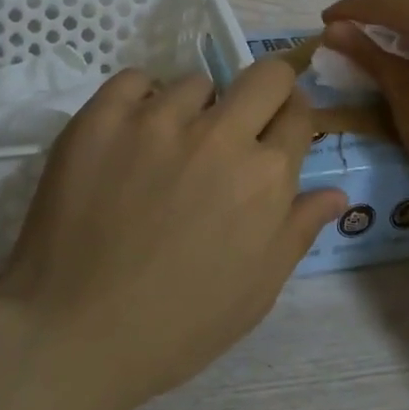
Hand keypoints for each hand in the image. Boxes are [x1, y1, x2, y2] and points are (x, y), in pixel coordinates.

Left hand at [0, 57, 346, 409]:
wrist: (72, 334)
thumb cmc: (176, 325)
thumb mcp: (256, 290)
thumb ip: (298, 230)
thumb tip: (336, 192)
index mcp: (266, 177)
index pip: (299, 115)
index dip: (292, 120)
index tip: (278, 131)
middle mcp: (220, 136)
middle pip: (265, 75)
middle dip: (266, 90)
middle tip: (240, 121)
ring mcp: (158, 119)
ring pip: (196, 82)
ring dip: (194, 109)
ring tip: (168, 148)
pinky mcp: (103, 116)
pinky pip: (136, 79)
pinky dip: (140, 100)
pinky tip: (130, 136)